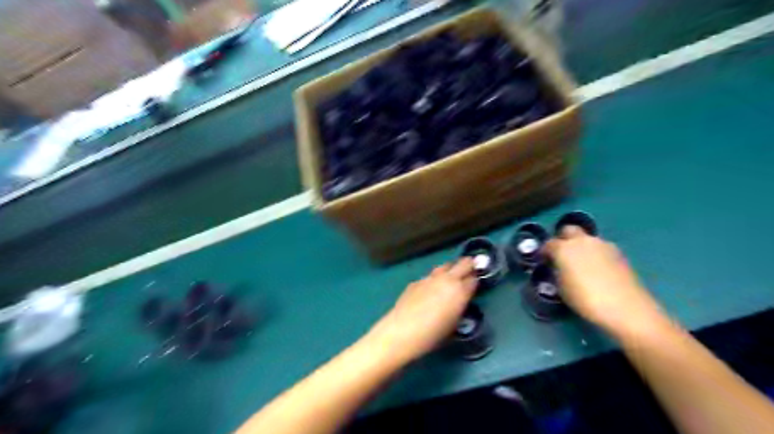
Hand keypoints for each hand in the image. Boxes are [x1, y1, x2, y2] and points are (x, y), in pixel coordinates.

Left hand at [367, 259, 478, 364]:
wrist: (402, 331)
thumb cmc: (432, 335)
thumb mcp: (453, 324)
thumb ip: (459, 307)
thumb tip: (460, 300)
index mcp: (460, 291)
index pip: (474, 278)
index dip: (476, 279)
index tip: (476, 282)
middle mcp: (447, 279)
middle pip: (463, 263)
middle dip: (468, 265)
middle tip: (470, 270)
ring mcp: (430, 278)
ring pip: (445, 266)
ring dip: (450, 270)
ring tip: (450, 279)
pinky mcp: (416, 281)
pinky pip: (430, 276)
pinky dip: (434, 279)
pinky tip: (430, 290)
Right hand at [544, 227, 664, 338]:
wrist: (626, 308)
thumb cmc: (586, 300)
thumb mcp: (561, 288)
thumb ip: (558, 272)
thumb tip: (559, 268)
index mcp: (564, 248)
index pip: (548, 243)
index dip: (545, 252)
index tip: (544, 261)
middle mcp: (582, 241)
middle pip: (569, 230)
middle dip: (563, 239)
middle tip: (562, 254)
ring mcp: (603, 245)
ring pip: (587, 239)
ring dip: (581, 246)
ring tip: (581, 264)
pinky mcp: (619, 253)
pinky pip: (601, 249)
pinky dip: (595, 254)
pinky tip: (597, 270)